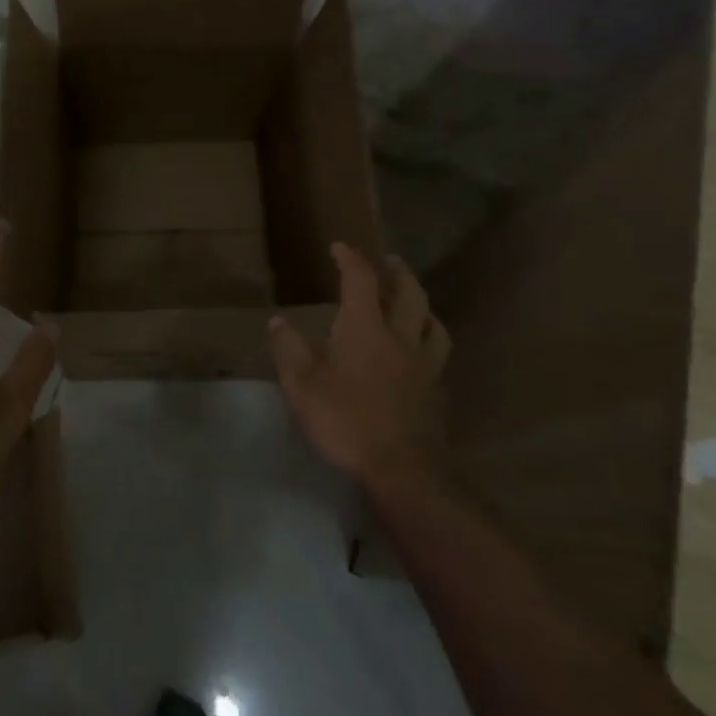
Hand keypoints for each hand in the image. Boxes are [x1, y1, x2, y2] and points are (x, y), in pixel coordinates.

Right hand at [268, 244, 450, 489]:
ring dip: (421, 303)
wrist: (401, 468)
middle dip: (397, 272)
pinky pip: (437, 352)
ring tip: (413, 300)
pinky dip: (429, 339)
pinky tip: (422, 350)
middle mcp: (400, 336)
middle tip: (389, 262)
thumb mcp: (301, 386)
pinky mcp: (436, 389)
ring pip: (432, 321)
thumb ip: (289, 349)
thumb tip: (278, 321)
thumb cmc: (345, 420)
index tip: (340, 247)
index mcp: (365, 328)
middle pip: (408, 292)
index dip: (350, 259)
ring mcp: (424, 363)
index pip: (360, 280)